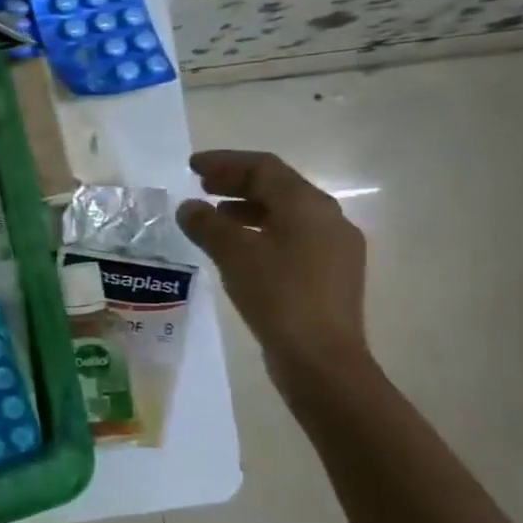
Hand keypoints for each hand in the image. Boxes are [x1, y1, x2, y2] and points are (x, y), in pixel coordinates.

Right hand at [177, 150, 370, 375]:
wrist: (321, 359)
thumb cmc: (278, 296)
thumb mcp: (234, 255)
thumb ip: (207, 225)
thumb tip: (189, 207)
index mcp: (308, 205)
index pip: (264, 168)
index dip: (226, 162)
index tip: (192, 167)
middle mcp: (328, 219)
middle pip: (278, 188)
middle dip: (237, 183)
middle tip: (202, 186)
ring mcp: (334, 248)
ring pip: (285, 215)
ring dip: (247, 210)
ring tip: (214, 218)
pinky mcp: (330, 275)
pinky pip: (291, 239)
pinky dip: (261, 234)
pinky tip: (239, 251)